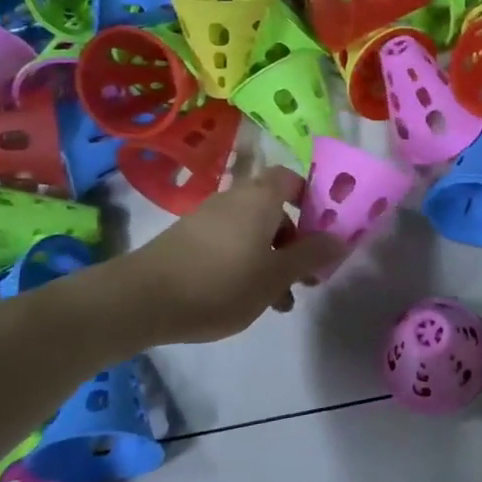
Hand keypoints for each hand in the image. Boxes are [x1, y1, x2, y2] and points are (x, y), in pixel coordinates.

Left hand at [104, 168, 344, 344]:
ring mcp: (208, 219)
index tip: (323, 231)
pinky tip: (247, 298)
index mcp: (260, 199)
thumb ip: (311, 256)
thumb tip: (339, 238)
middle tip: (306, 274)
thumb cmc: (221, 283)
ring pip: (253, 232)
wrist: (141, 300)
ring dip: (272, 259)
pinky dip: (246, 263)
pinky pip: (231, 243)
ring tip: (279, 301)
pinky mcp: (189, 240)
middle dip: (295, 241)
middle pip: (275, 210)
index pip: (292, 179)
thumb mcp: (276, 276)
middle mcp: (234, 200)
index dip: (312, 199)